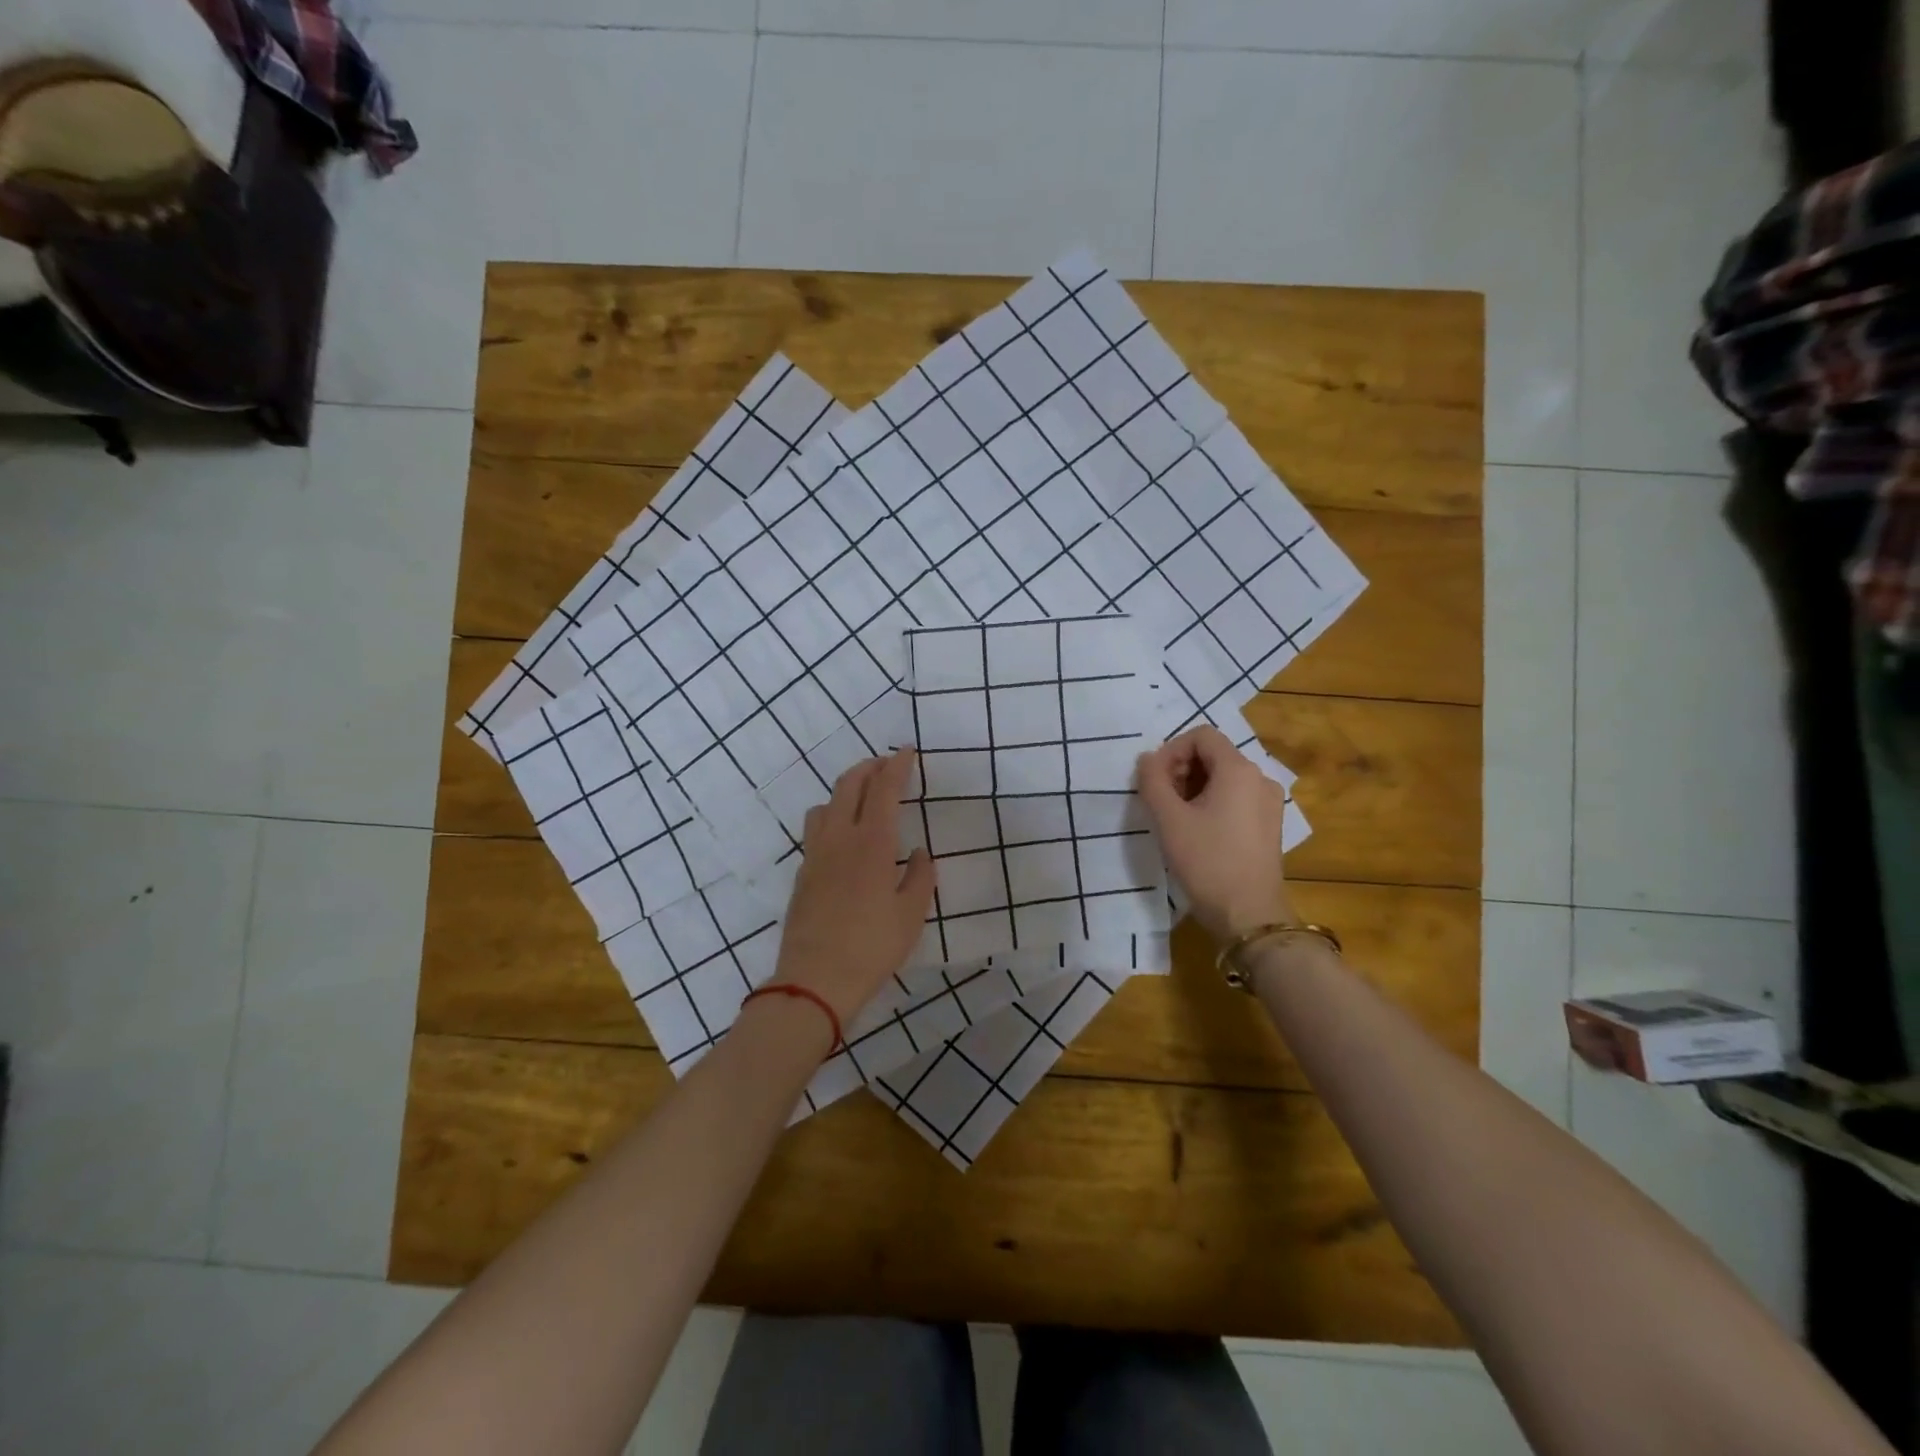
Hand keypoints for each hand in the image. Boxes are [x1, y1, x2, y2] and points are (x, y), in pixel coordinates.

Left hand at [772, 750, 936, 1024]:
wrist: (814, 979)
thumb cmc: (872, 947)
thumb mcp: (910, 915)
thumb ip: (919, 877)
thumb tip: (919, 853)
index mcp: (871, 843)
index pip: (883, 789)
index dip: (897, 766)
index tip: (907, 751)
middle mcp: (839, 838)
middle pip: (848, 785)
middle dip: (869, 767)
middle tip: (886, 764)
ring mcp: (815, 854)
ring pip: (825, 803)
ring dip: (845, 789)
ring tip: (862, 796)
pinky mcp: (802, 872)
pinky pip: (815, 828)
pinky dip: (831, 815)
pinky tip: (843, 835)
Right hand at [1136, 726, 1294, 941]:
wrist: (1248, 914)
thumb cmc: (1206, 861)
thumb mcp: (1168, 819)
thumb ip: (1152, 780)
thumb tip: (1147, 759)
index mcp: (1239, 770)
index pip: (1201, 736)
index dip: (1172, 750)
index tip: (1154, 780)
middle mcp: (1260, 778)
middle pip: (1214, 754)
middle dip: (1181, 769)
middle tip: (1160, 799)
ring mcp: (1269, 802)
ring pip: (1225, 777)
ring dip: (1195, 786)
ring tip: (1175, 817)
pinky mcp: (1270, 824)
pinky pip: (1237, 797)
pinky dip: (1213, 802)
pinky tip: (1198, 830)